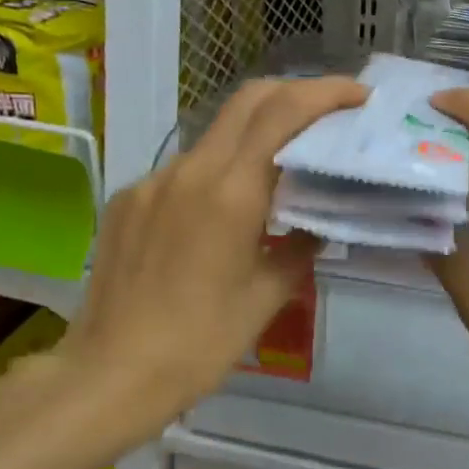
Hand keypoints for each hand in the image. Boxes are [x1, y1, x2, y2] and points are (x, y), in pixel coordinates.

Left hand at [57, 75, 366, 441]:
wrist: (109, 375)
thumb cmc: (200, 344)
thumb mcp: (266, 298)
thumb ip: (299, 249)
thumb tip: (317, 226)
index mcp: (230, 193)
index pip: (282, 113)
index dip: (325, 93)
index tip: (359, 96)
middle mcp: (188, 171)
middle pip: (247, 101)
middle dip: (294, 94)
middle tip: (330, 112)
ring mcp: (151, 182)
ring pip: (214, 135)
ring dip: (256, 134)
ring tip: (283, 167)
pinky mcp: (127, 200)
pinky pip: (183, 170)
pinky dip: (218, 171)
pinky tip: (224, 210)